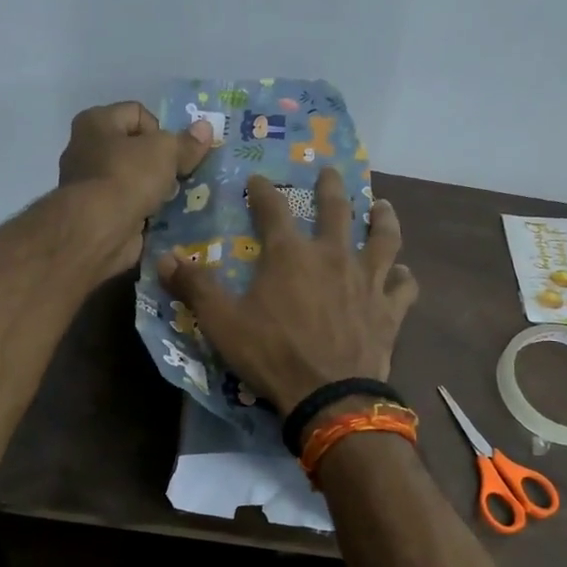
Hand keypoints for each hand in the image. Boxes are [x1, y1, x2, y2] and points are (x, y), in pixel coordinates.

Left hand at [59, 101, 211, 272]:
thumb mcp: (165, 152)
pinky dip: (146, 212)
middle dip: (161, 163)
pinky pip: (131, 206)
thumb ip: (186, 142)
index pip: (138, 113)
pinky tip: (163, 219)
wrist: (99, 230)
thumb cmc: (127, 177)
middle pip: (136, 149)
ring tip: (174, 200)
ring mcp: (91, 185)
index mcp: (97, 122)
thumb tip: (206, 128)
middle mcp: (87, 149)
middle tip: (178, 177)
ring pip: (135, 180)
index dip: (161, 130)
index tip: (172, 153)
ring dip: (156, 190)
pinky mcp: (99, 215)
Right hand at [158, 166, 418, 416]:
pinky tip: (403, 274)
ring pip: (383, 239)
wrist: (329, 394)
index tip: (257, 179)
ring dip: (383, 219)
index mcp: (290, 255)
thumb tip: (163, 258)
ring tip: (383, 206)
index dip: (263, 191)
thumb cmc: (273, 355)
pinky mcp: (389, 310)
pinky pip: (403, 287)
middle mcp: (333, 256)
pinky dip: (404, 278)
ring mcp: (367, 281)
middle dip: (331, 188)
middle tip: (330, 172)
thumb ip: (195, 287)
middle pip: (336, 211)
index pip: (273, 210)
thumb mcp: (222, 323)